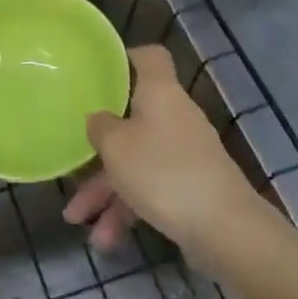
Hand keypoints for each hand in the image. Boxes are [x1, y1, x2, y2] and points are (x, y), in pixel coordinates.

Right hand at [63, 45, 263, 260]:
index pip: (149, 57)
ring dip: (106, 191)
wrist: (225, 230)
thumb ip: (99, 127)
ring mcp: (184, 154)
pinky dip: (127, 210)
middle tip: (71, 161)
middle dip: (99, 148)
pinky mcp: (190, 187)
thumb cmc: (163, 173)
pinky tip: (106, 240)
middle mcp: (174, 117)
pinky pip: (149, 190)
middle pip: (131, 119)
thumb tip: (98, 119)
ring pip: (135, 161)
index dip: (124, 58)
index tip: (97, 72)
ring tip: (77, 221)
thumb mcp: (116, 146)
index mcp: (160, 94)